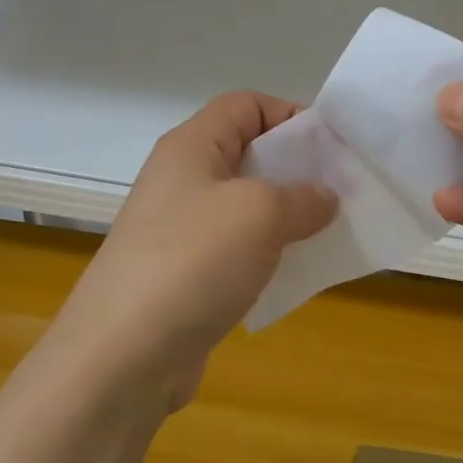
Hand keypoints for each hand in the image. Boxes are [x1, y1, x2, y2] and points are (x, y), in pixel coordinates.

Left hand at [54, 93, 336, 403]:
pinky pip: (237, 249)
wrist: (121, 357)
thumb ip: (302, 196)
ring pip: (246, 205)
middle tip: (341, 192)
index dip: (290, 114)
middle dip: (297, 168)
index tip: (331, 148)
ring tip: (328, 233)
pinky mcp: (185, 274)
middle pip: (248, 153)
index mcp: (192, 146)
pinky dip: (269, 254)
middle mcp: (183, 179)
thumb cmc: (193, 261)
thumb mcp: (259, 213)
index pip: (246, 105)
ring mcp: (180, 229)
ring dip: (287, 215)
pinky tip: (296, 274)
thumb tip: (324, 198)